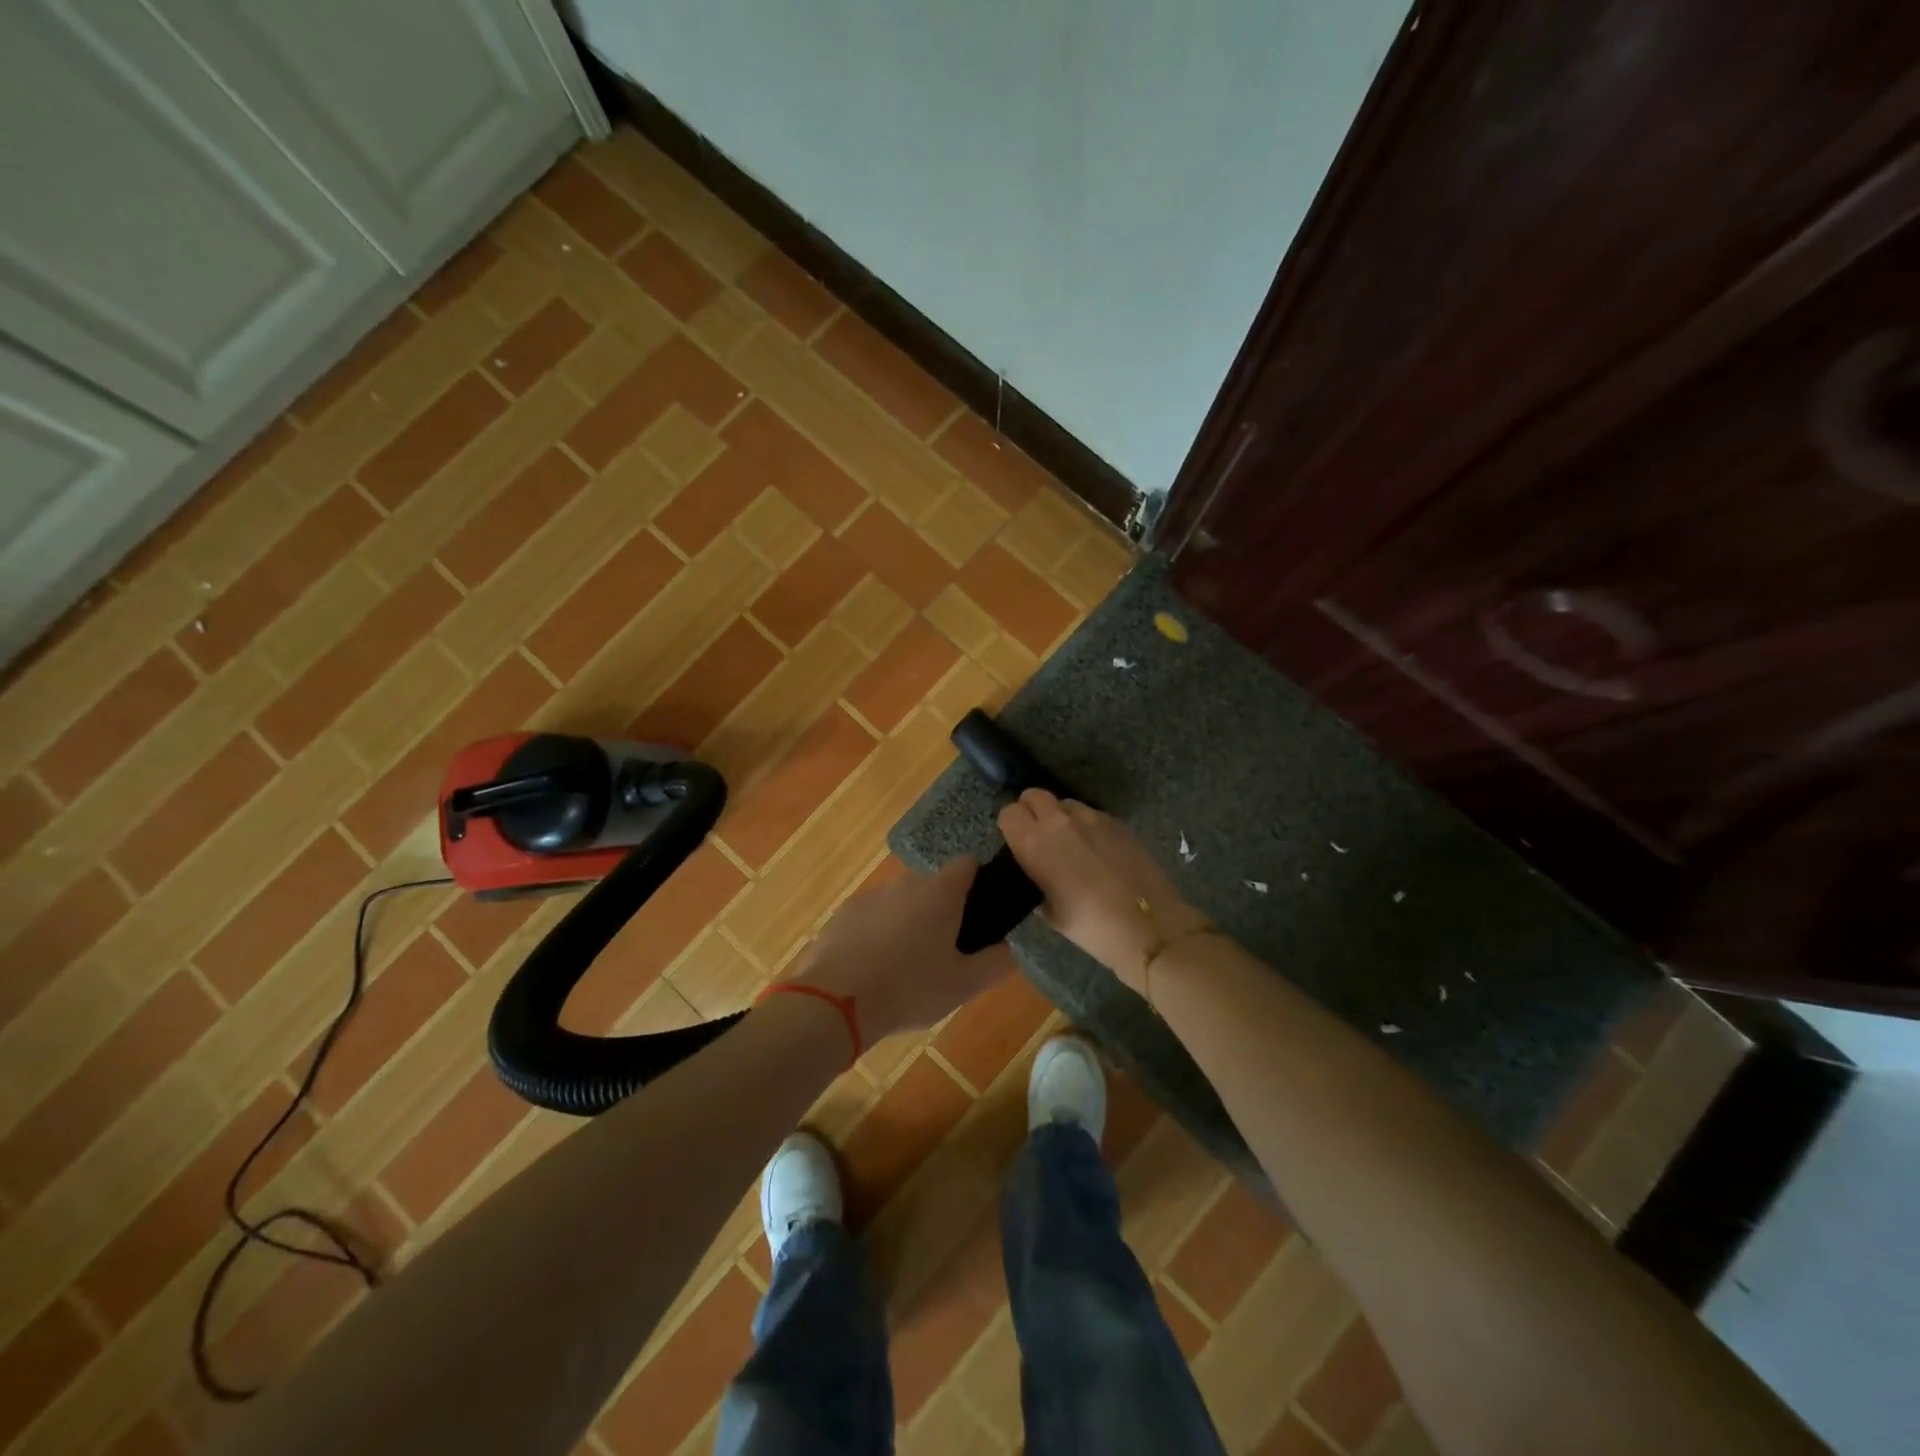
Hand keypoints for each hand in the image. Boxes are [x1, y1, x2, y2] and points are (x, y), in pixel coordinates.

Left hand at [787, 857, 1014, 1043]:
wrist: (834, 1002)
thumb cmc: (910, 989)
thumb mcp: (964, 985)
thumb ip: (997, 962)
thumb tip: (1011, 946)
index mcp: (940, 893)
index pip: (967, 864)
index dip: (978, 882)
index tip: (979, 913)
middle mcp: (905, 883)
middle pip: (933, 887)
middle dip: (941, 912)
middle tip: (944, 953)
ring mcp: (870, 896)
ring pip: (900, 903)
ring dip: (908, 924)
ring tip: (906, 968)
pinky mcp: (842, 915)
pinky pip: (871, 918)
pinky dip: (877, 935)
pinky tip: (874, 971)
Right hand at [997, 789, 1210, 993]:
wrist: (1148, 925)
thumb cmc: (1090, 926)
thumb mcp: (1049, 911)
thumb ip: (1035, 880)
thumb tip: (1038, 870)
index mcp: (1034, 842)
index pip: (1009, 813)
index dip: (1011, 826)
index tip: (1017, 843)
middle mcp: (1059, 821)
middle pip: (1034, 795)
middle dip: (1031, 811)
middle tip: (1039, 838)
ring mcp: (1092, 817)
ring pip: (1065, 803)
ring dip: (1061, 817)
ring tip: (1071, 844)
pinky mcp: (1117, 822)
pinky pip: (1092, 814)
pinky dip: (1087, 826)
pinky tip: (1098, 851)